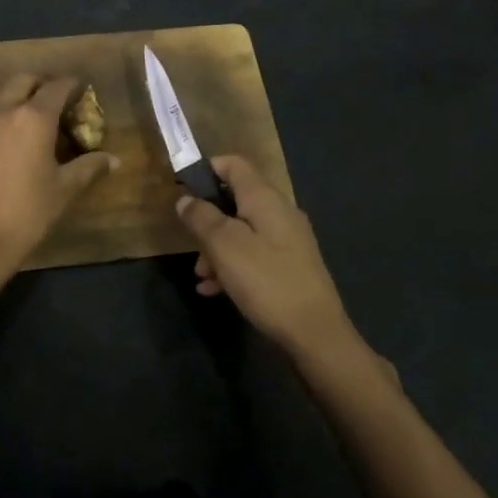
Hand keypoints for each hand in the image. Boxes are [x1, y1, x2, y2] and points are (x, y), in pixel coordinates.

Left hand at [0, 74, 116, 277]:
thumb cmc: (27, 212)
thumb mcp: (64, 190)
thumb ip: (89, 167)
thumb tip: (113, 160)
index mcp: (34, 118)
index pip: (57, 87)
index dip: (71, 85)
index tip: (80, 89)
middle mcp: (4, 110)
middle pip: (24, 80)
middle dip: (41, 83)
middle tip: (54, 99)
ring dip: (12, 90)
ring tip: (23, 108)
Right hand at [176, 154, 369, 365]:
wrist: (315, 333)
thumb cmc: (266, 281)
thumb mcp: (224, 246)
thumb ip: (202, 218)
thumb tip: (186, 199)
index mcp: (265, 199)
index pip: (235, 164)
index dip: (207, 169)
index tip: (182, 187)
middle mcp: (280, 213)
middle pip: (236, 200)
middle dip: (207, 219)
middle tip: (189, 243)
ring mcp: (288, 240)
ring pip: (242, 231)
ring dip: (216, 248)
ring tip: (201, 276)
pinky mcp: (290, 266)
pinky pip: (253, 255)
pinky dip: (232, 266)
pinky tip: (215, 290)